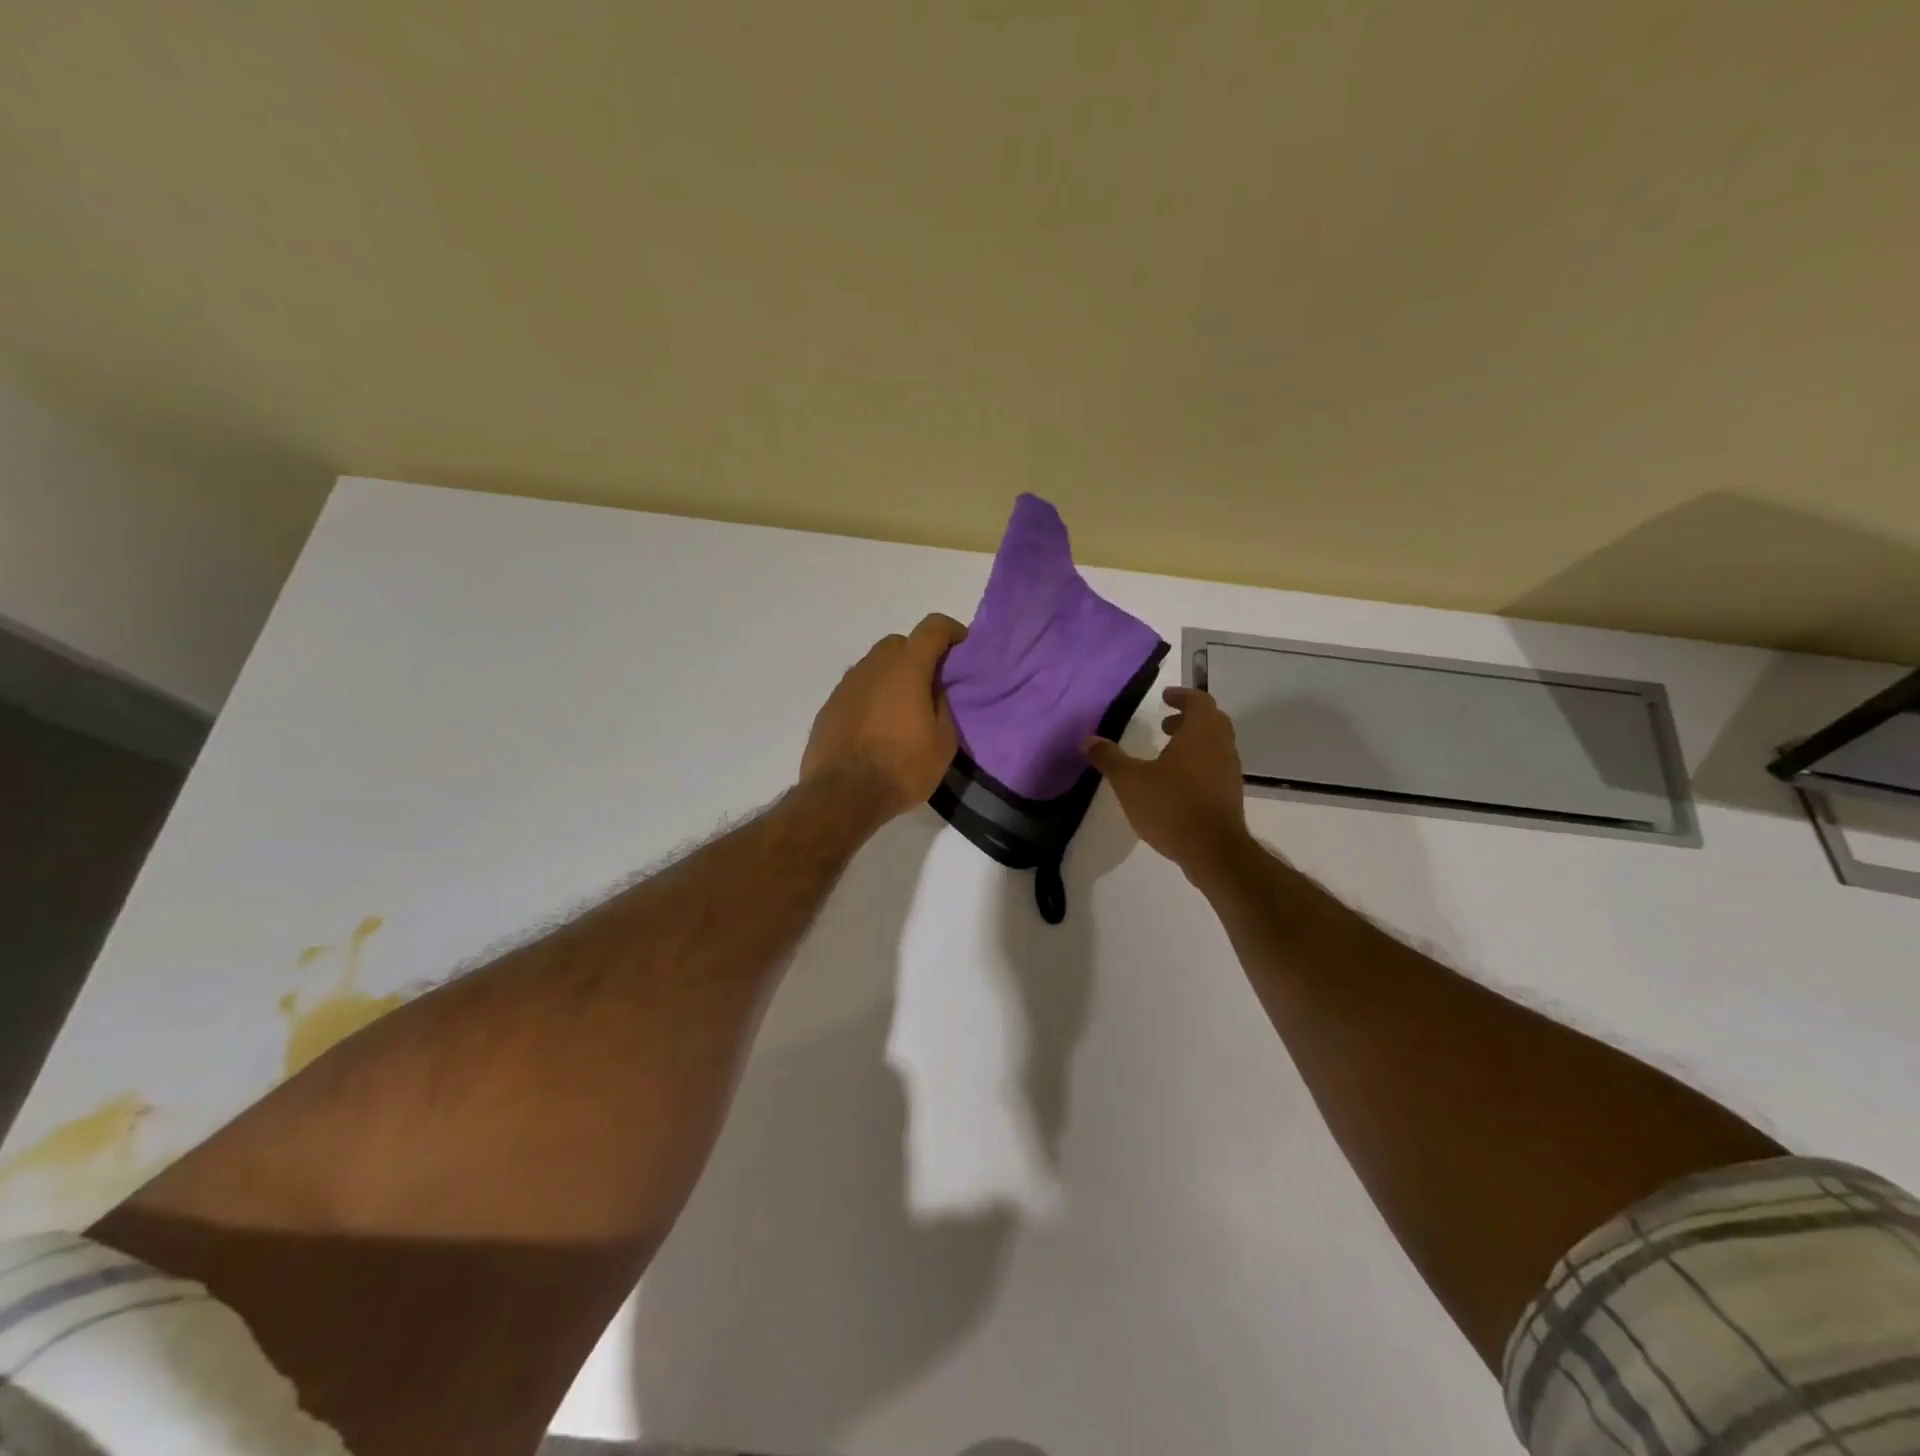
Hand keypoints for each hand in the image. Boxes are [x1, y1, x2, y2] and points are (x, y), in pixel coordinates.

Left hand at [801, 613, 966, 824]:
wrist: (841, 795)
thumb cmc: (901, 767)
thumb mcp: (943, 743)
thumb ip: (945, 706)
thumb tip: (938, 691)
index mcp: (907, 667)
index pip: (933, 627)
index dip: (952, 631)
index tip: (963, 649)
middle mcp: (873, 665)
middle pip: (900, 643)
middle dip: (920, 655)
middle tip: (933, 684)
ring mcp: (846, 684)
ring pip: (875, 665)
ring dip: (893, 676)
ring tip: (904, 708)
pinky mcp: (830, 705)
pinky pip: (858, 688)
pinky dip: (872, 696)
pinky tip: (878, 725)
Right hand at [1085, 686, 1249, 878]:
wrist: (1213, 851)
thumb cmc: (1171, 806)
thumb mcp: (1129, 781)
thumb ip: (1109, 758)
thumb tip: (1088, 740)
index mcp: (1201, 733)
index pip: (1199, 701)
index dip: (1181, 696)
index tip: (1164, 698)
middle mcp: (1222, 746)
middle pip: (1211, 721)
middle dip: (1188, 718)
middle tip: (1164, 724)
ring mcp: (1230, 772)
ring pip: (1215, 745)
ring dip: (1194, 742)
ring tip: (1165, 754)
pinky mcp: (1230, 795)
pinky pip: (1216, 767)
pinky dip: (1199, 763)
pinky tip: (1176, 783)